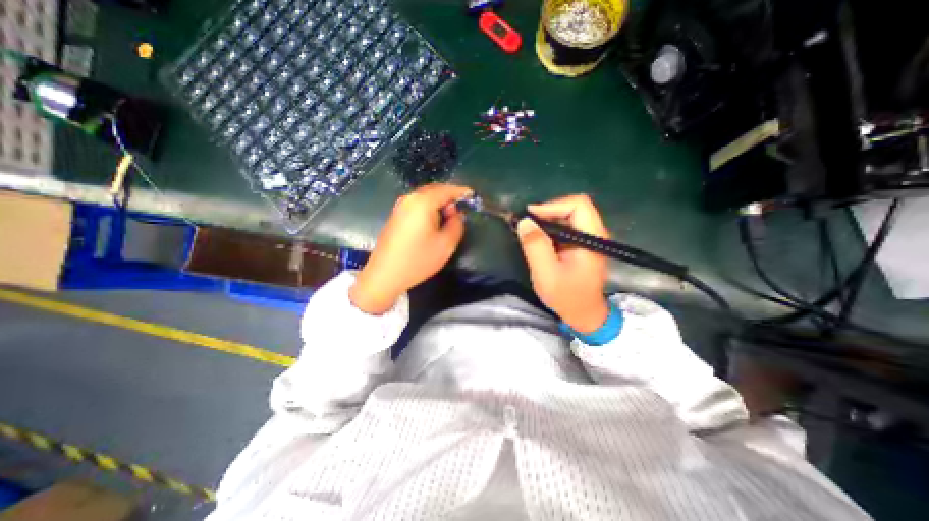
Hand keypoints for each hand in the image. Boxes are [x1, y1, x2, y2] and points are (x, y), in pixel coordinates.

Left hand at [352, 182, 473, 313]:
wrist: (385, 275)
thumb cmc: (418, 260)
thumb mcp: (446, 245)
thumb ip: (456, 225)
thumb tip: (456, 214)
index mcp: (422, 202)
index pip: (446, 190)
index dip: (461, 192)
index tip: (472, 195)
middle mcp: (409, 199)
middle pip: (434, 190)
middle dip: (449, 196)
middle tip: (461, 208)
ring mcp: (400, 207)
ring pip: (424, 197)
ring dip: (439, 202)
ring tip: (449, 216)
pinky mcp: (395, 216)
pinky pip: (416, 204)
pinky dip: (429, 207)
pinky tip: (434, 221)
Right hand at [514, 194, 610, 332]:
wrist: (583, 315)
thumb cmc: (567, 297)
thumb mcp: (546, 273)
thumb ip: (535, 246)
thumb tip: (524, 221)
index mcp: (592, 239)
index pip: (578, 205)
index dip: (553, 205)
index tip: (530, 216)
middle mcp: (594, 234)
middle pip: (574, 207)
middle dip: (548, 212)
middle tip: (527, 223)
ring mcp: (589, 239)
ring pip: (569, 216)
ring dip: (548, 220)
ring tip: (530, 231)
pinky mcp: (582, 244)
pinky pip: (566, 227)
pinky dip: (550, 229)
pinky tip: (539, 239)